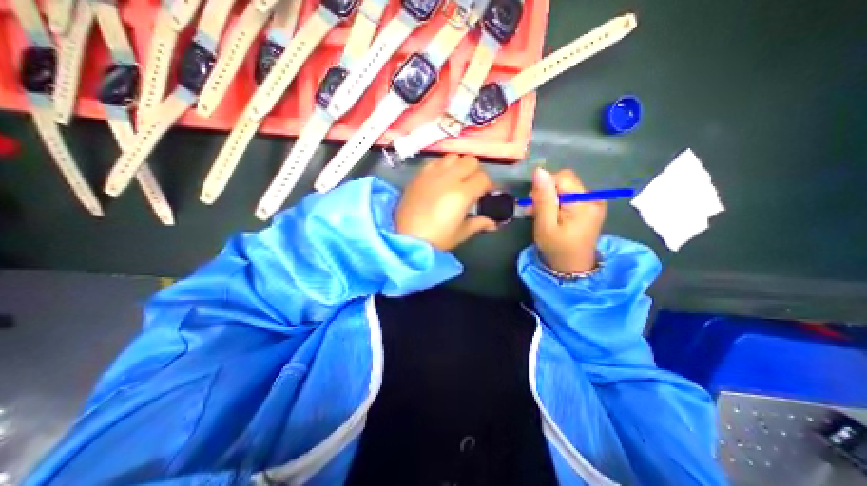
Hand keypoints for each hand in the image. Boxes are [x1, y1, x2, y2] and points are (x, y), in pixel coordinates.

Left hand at [395, 154, 497, 249]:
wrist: (406, 238)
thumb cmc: (437, 239)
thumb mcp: (461, 233)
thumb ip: (479, 223)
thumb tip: (493, 223)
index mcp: (462, 193)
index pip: (483, 178)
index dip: (488, 186)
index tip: (486, 194)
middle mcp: (448, 178)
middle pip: (470, 160)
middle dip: (475, 171)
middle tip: (472, 185)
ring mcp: (431, 174)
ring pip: (452, 156)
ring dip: (458, 165)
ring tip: (455, 179)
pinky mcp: (419, 175)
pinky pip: (435, 162)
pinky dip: (441, 166)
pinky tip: (439, 179)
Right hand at [529, 168, 604, 273]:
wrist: (573, 268)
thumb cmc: (556, 248)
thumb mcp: (545, 224)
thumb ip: (543, 197)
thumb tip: (539, 171)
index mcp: (583, 203)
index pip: (562, 177)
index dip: (545, 186)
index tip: (533, 203)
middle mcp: (593, 198)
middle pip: (565, 181)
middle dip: (547, 192)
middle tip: (535, 210)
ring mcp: (595, 203)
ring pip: (567, 188)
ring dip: (551, 197)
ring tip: (542, 215)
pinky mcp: (592, 207)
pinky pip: (572, 195)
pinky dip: (559, 202)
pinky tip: (553, 215)